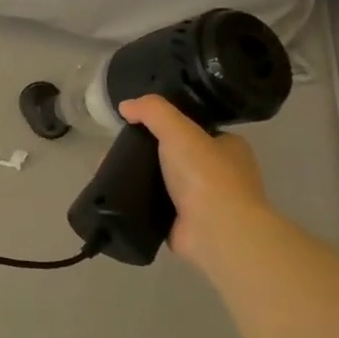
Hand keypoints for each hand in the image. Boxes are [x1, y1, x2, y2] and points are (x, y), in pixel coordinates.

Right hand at [117, 95, 272, 270]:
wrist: (216, 231)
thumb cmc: (206, 175)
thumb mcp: (179, 131)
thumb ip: (152, 111)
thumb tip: (126, 106)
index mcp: (229, 148)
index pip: (195, 130)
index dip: (167, 125)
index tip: (137, 126)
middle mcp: (221, 174)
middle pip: (175, 156)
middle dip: (146, 153)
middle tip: (116, 150)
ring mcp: (204, 201)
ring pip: (163, 181)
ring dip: (139, 177)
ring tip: (108, 169)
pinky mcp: (185, 224)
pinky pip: (155, 205)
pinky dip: (137, 200)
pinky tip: (114, 193)